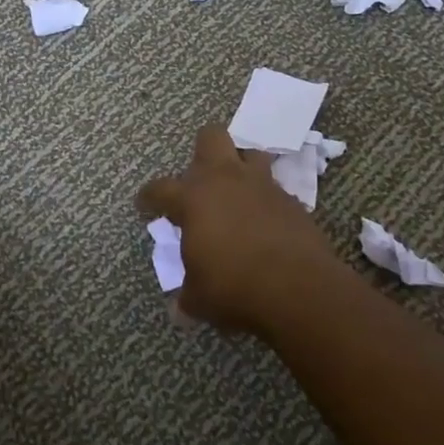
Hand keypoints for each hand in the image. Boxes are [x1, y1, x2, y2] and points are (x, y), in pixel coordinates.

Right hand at [137, 125, 343, 331]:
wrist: (299, 289)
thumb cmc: (235, 288)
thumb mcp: (199, 299)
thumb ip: (187, 293)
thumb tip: (180, 307)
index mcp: (193, 199)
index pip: (160, 188)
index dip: (148, 197)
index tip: (145, 206)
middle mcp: (226, 181)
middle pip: (211, 137)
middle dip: (203, 152)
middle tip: (200, 182)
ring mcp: (262, 186)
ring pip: (250, 153)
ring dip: (241, 167)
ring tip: (237, 193)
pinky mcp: (292, 201)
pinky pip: (274, 189)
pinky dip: (267, 201)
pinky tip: (266, 223)